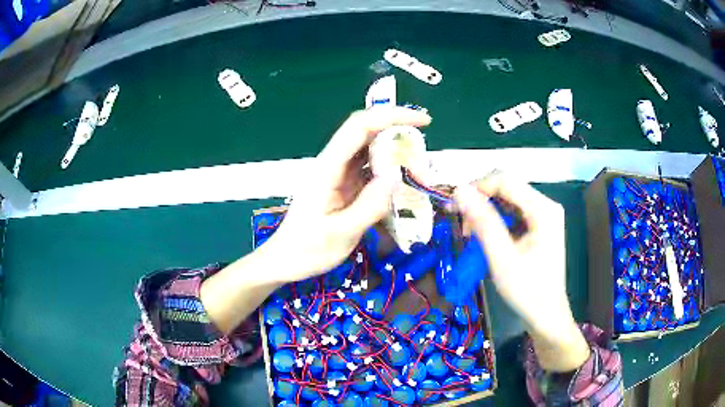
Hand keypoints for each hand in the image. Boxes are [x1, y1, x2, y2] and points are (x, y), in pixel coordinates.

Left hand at [267, 106, 430, 282]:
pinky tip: (404, 187)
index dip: (392, 116)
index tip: (423, 122)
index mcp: (328, 168)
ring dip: (399, 158)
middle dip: (401, 141)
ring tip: (419, 179)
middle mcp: (335, 164)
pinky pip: (372, 171)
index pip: (360, 127)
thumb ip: (369, 206)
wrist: (286, 260)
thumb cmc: (307, 250)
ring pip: (374, 152)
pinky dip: (391, 174)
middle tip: (423, 169)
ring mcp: (340, 174)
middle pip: (370, 134)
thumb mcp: (340, 233)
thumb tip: (397, 176)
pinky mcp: (346, 186)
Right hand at [454, 173, 589, 371]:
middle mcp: (546, 205)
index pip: (505, 180)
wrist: (546, 315)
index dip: (477, 188)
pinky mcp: (540, 226)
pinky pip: (514, 213)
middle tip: (463, 227)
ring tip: (472, 235)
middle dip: (481, 201)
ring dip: (487, 212)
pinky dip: (496, 221)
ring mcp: (544, 215)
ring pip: (508, 200)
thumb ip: (482, 222)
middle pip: (507, 188)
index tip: (455, 206)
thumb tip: (459, 190)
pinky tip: (487, 237)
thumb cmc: (527, 290)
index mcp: (543, 209)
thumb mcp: (501, 257)